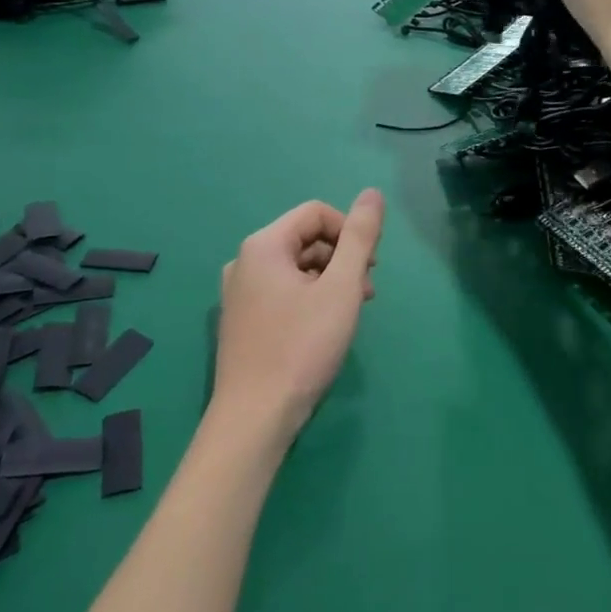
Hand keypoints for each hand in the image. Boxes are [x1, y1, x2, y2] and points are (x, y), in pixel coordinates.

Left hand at [213, 191, 384, 440]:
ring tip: (352, 312)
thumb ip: (359, 237)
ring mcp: (238, 293)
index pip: (316, 213)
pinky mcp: (241, 320)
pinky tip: (326, 327)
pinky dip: (310, 298)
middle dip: (342, 258)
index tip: (371, 266)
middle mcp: (243, 261)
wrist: (254, 417)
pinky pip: (282, 292)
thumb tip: (372, 193)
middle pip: (305, 239)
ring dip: (330, 280)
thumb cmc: (302, 347)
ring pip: (296, 268)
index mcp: (263, 245)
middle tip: (366, 294)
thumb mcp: (341, 288)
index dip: (350, 231)